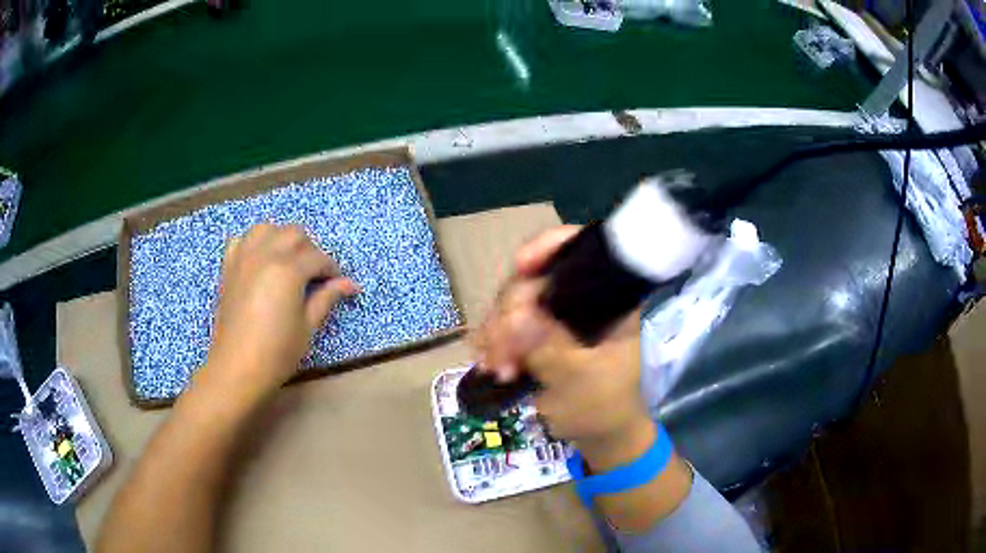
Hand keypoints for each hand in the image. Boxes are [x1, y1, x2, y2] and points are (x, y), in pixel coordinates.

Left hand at [197, 224, 358, 405]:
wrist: (237, 367)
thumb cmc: (277, 352)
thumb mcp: (308, 326)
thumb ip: (327, 298)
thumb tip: (351, 284)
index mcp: (288, 270)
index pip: (317, 257)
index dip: (331, 269)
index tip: (338, 283)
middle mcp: (265, 255)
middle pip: (294, 233)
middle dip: (309, 249)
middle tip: (314, 274)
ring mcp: (243, 258)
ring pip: (266, 228)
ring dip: (281, 238)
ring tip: (287, 261)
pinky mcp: (228, 267)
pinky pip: (240, 240)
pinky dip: (252, 243)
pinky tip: (259, 260)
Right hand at [471, 226, 651, 467]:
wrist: (602, 432)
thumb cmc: (605, 407)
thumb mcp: (582, 381)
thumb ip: (550, 348)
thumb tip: (514, 318)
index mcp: (610, 298)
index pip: (582, 250)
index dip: (549, 247)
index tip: (521, 265)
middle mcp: (583, 296)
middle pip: (537, 278)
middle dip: (511, 312)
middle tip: (500, 355)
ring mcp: (558, 313)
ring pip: (516, 301)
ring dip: (498, 331)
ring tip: (493, 367)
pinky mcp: (539, 330)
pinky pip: (508, 322)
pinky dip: (494, 339)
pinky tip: (487, 360)